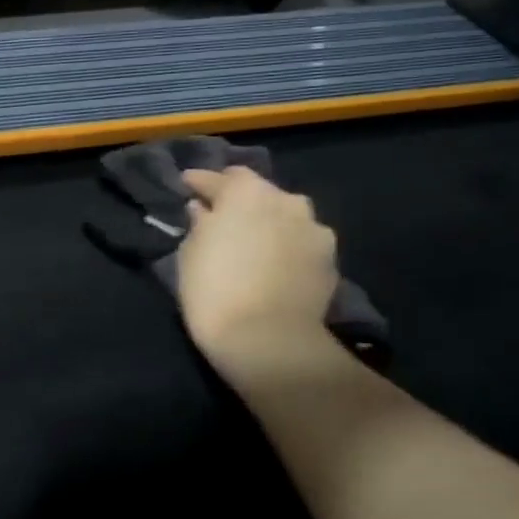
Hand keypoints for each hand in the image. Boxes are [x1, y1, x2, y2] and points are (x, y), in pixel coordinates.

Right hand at [177, 167, 345, 390]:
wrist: (268, 340)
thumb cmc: (214, 290)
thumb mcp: (190, 253)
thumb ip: (200, 224)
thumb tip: (205, 211)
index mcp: (246, 191)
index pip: (219, 177)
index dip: (200, 182)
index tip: (187, 186)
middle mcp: (286, 200)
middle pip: (259, 192)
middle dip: (241, 202)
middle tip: (223, 218)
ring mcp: (314, 229)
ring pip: (286, 217)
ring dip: (270, 223)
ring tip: (255, 243)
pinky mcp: (331, 260)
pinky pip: (302, 243)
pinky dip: (288, 248)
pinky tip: (276, 266)